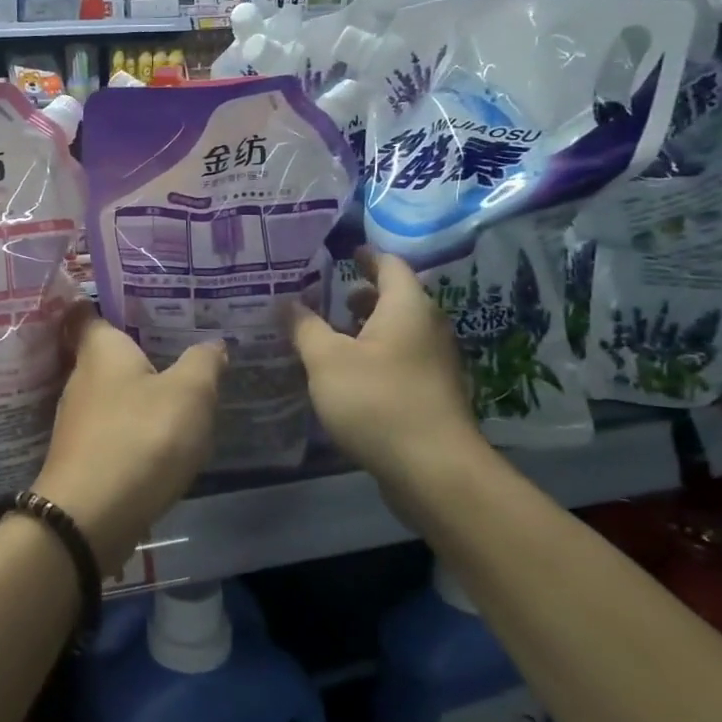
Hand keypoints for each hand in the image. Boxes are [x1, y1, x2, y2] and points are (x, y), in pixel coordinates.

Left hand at [37, 303, 225, 574]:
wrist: (92, 517)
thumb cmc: (141, 437)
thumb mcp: (190, 393)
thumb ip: (203, 363)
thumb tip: (212, 344)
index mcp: (100, 349)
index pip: (87, 311)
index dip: (106, 302)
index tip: (139, 299)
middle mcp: (79, 378)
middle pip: (105, 353)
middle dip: (136, 349)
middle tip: (178, 342)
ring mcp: (77, 420)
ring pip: (110, 393)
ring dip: (137, 392)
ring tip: (178, 388)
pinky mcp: (82, 456)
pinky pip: (112, 427)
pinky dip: (133, 426)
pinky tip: (162, 436)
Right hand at [291, 248, 486, 489]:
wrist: (433, 469)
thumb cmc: (377, 400)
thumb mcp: (327, 360)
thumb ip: (304, 327)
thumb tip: (287, 301)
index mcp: (407, 307)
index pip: (389, 265)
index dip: (365, 256)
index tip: (342, 252)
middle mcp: (428, 327)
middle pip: (396, 298)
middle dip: (361, 294)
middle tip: (327, 294)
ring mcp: (435, 363)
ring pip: (398, 331)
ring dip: (367, 328)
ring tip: (331, 334)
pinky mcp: (432, 394)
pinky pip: (400, 359)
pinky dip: (375, 354)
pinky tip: (348, 374)